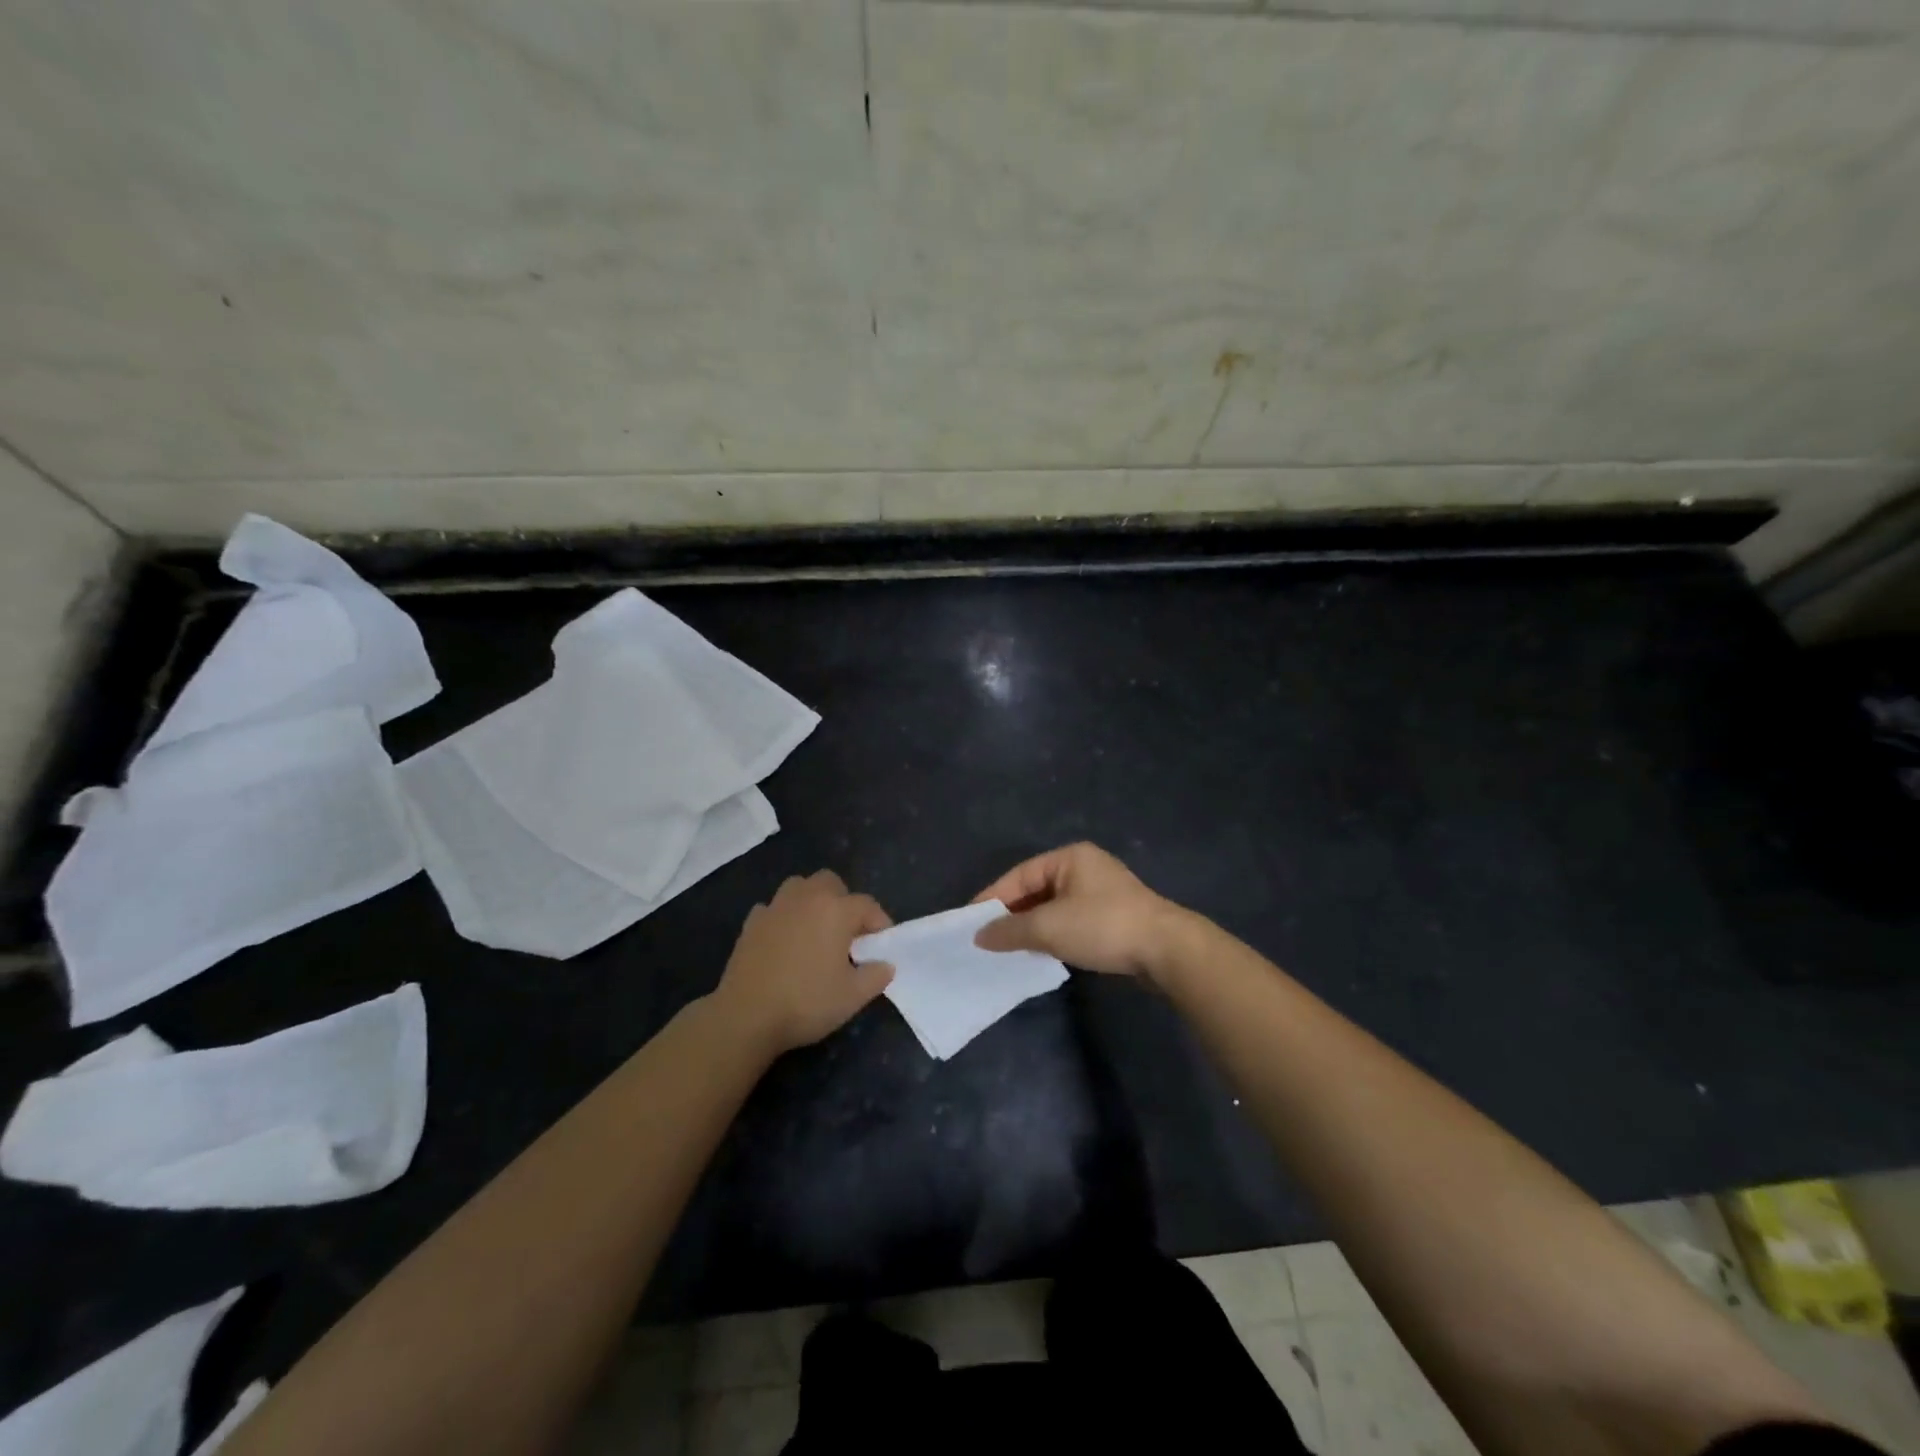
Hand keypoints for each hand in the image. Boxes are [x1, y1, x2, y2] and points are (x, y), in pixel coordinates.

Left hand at [713, 871, 894, 1056]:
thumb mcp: (853, 997)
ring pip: (799, 887)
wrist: (746, 1016)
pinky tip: (784, 940)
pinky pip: (773, 908)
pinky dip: (783, 917)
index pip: (867, 905)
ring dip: (812, 900)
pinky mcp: (751, 922)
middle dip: (844, 900)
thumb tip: (886, 964)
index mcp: (836, 910)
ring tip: (816, 929)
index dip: (879, 922)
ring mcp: (775, 907)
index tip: (882, 944)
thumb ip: (876, 976)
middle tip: (847, 932)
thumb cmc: (806, 1003)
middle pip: (831, 882)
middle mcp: (806, 898)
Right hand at [972, 842, 1189, 980]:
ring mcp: (1102, 891)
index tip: (970, 922)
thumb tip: (979, 936)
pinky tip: (1042, 951)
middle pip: (1036, 888)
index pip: (1019, 875)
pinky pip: (1071, 919)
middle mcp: (1085, 867)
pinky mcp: (1113, 916)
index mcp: (1069, 857)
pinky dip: (1053, 933)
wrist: (1166, 950)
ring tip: (1008, 948)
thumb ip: (1010, 930)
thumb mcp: (1049, 927)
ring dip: (1032, 926)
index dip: (993, 898)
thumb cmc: (1103, 926)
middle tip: (986, 938)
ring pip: (1053, 906)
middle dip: (1012, 913)